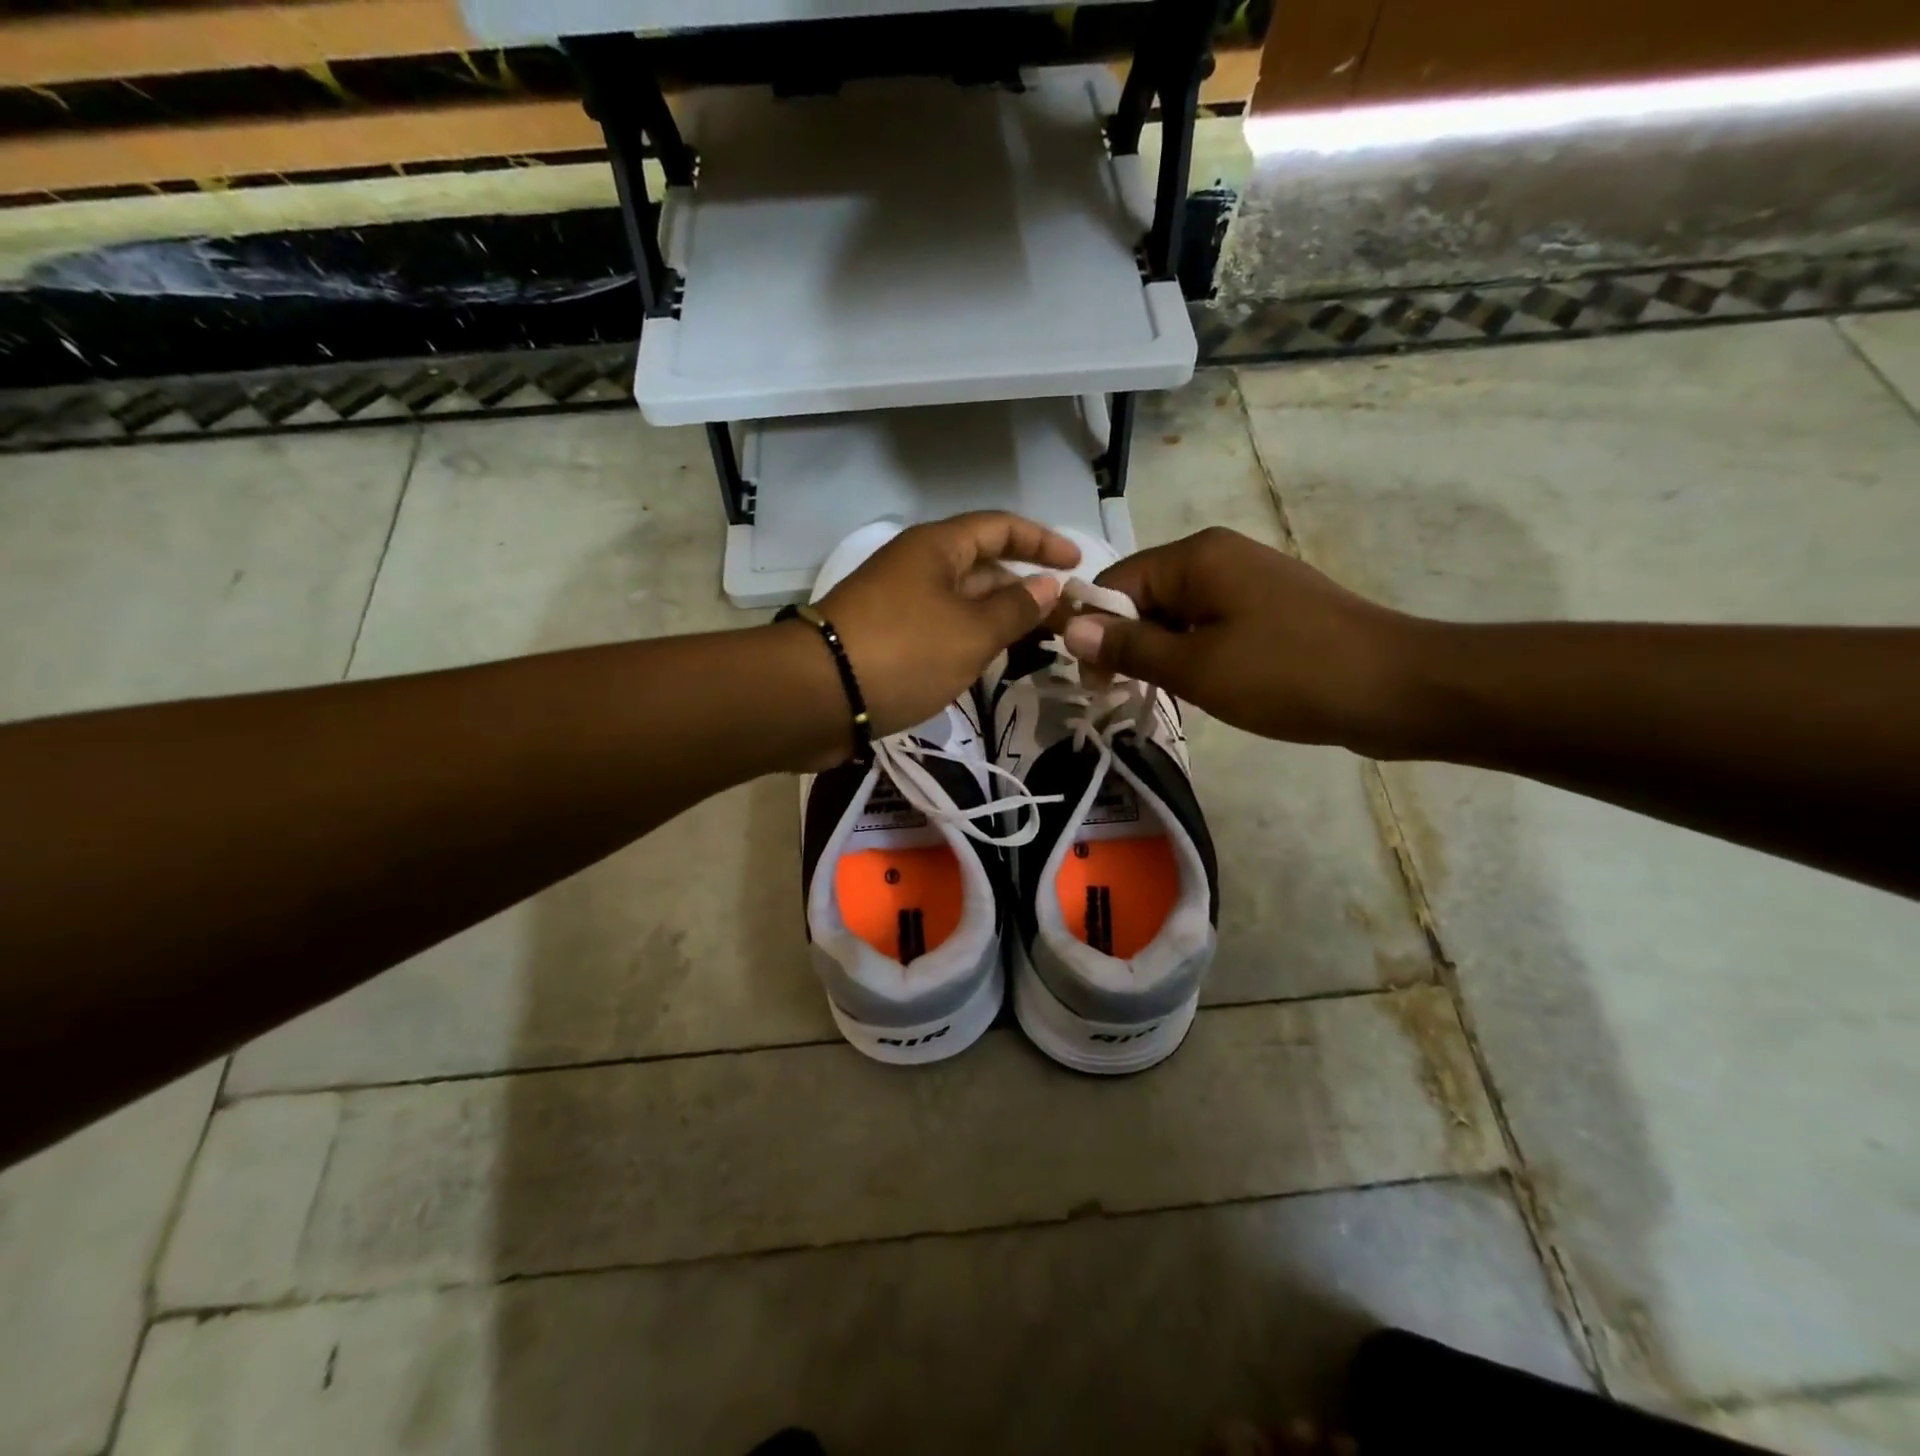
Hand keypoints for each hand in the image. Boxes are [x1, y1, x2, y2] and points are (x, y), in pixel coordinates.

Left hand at [814, 512, 1078, 736]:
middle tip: (1064, 618)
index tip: (1077, 565)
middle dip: (1025, 587)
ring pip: (962, 600)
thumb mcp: (971, 632)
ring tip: (1038, 643)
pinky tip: (990, 662)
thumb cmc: (904, 652)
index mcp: (937, 547)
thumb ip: (1015, 608)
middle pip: (982, 565)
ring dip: (999, 617)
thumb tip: (1048, 584)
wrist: (818, 695)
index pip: (1000, 527)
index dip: (1042, 541)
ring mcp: (899, 602)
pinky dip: (970, 639)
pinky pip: (942, 627)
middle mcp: (917, 565)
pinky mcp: (887, 637)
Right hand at [1059, 526, 1426, 754]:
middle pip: (1145, 596)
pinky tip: (1203, 688)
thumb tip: (1068, 627)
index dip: (1094, 630)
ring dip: (1161, 654)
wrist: (1398, 688)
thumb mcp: (1195, 667)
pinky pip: (1210, 626)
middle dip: (1128, 644)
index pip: (1116, 583)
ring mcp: (1249, 581)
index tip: (1094, 682)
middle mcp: (1219, 556)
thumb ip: (1129, 647)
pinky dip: (1194, 655)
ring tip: (1166, 696)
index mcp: (1196, 556)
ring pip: (1177, 615)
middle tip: (1126, 695)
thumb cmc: (1288, 675)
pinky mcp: (1270, 609)